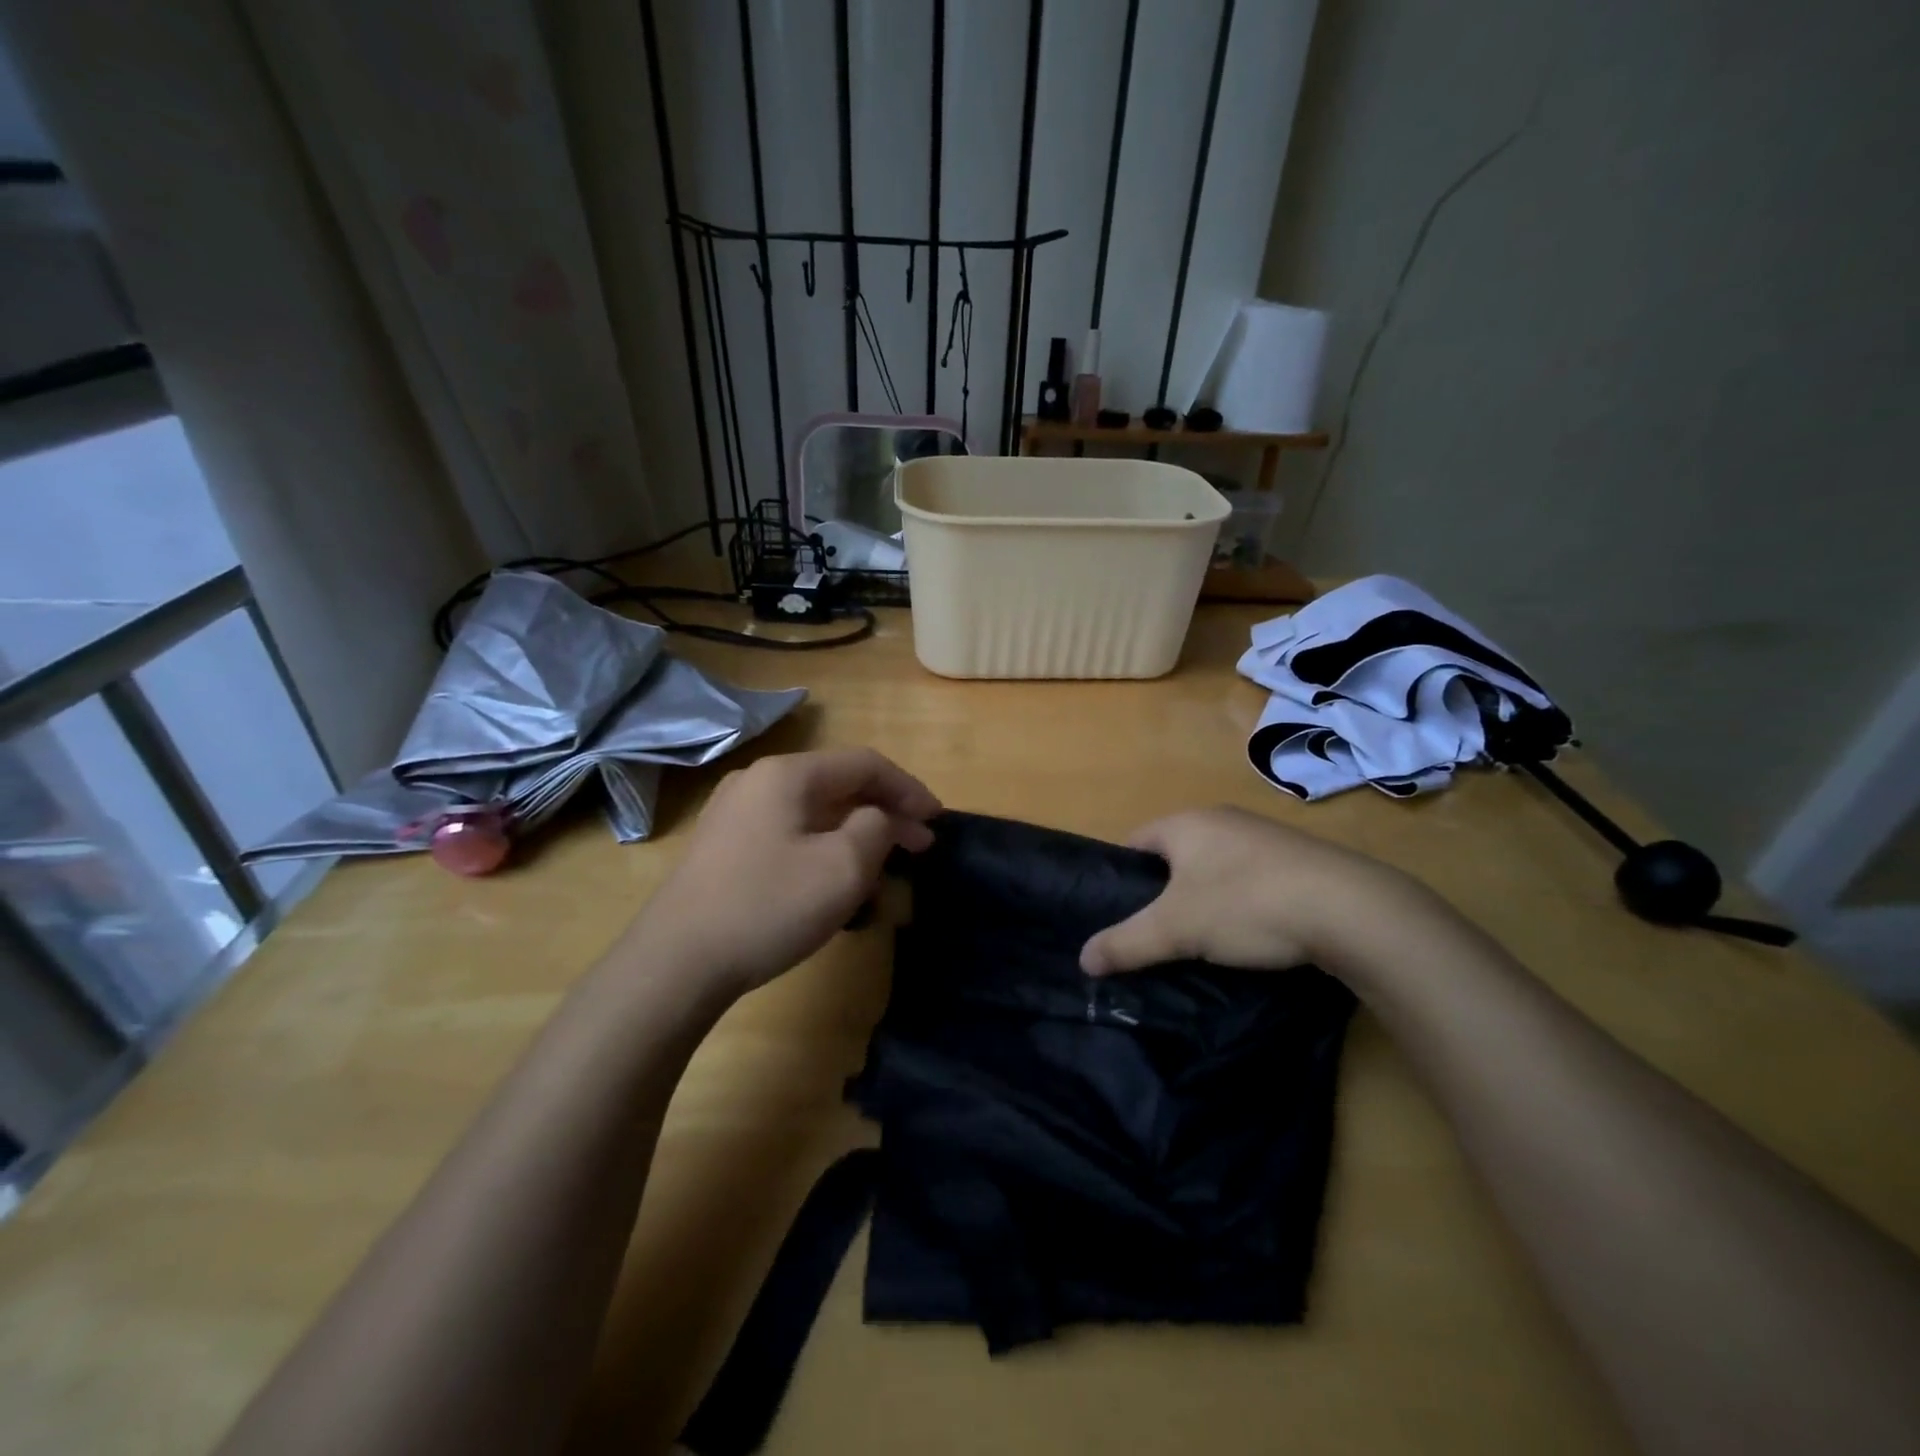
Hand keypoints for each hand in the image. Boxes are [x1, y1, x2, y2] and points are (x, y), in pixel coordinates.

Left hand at [630, 747, 940, 997]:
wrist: (676, 962)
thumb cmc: (768, 906)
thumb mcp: (843, 867)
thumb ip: (878, 828)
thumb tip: (879, 818)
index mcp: (787, 774)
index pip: (865, 764)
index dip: (909, 788)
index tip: (938, 820)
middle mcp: (757, 782)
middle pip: (838, 785)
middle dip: (885, 812)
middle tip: (920, 846)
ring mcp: (734, 814)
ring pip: (814, 812)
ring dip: (856, 833)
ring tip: (883, 867)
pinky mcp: (723, 848)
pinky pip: (789, 833)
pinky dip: (824, 847)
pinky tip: (835, 881)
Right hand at [1079, 806, 1422, 975]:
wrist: (1352, 910)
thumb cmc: (1246, 904)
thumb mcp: (1175, 929)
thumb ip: (1125, 943)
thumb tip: (1082, 959)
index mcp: (1186, 823)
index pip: (1134, 843)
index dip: (1119, 877)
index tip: (1116, 915)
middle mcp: (1222, 820)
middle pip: (1174, 857)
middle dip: (1162, 893)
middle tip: (1155, 935)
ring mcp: (1264, 838)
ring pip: (1214, 870)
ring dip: (1204, 900)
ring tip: (1200, 942)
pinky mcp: (1298, 861)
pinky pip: (1251, 880)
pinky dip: (1241, 905)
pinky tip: (1249, 936)